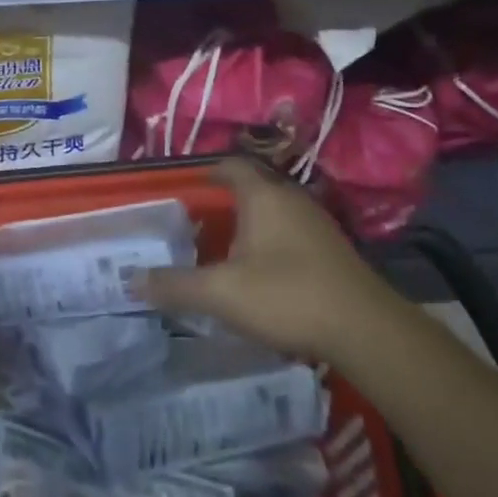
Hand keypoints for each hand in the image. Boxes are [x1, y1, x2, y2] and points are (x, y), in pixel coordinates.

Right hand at [140, 157, 390, 362]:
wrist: (366, 330)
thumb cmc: (286, 296)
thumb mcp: (221, 293)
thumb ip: (176, 285)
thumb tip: (132, 280)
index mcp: (263, 196)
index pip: (232, 166)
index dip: (210, 171)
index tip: (190, 185)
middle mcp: (292, 199)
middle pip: (256, 187)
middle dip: (228, 200)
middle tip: (201, 220)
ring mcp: (319, 224)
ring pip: (277, 211)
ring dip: (253, 223)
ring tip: (228, 246)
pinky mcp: (335, 251)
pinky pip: (294, 233)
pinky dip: (274, 242)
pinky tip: (265, 271)